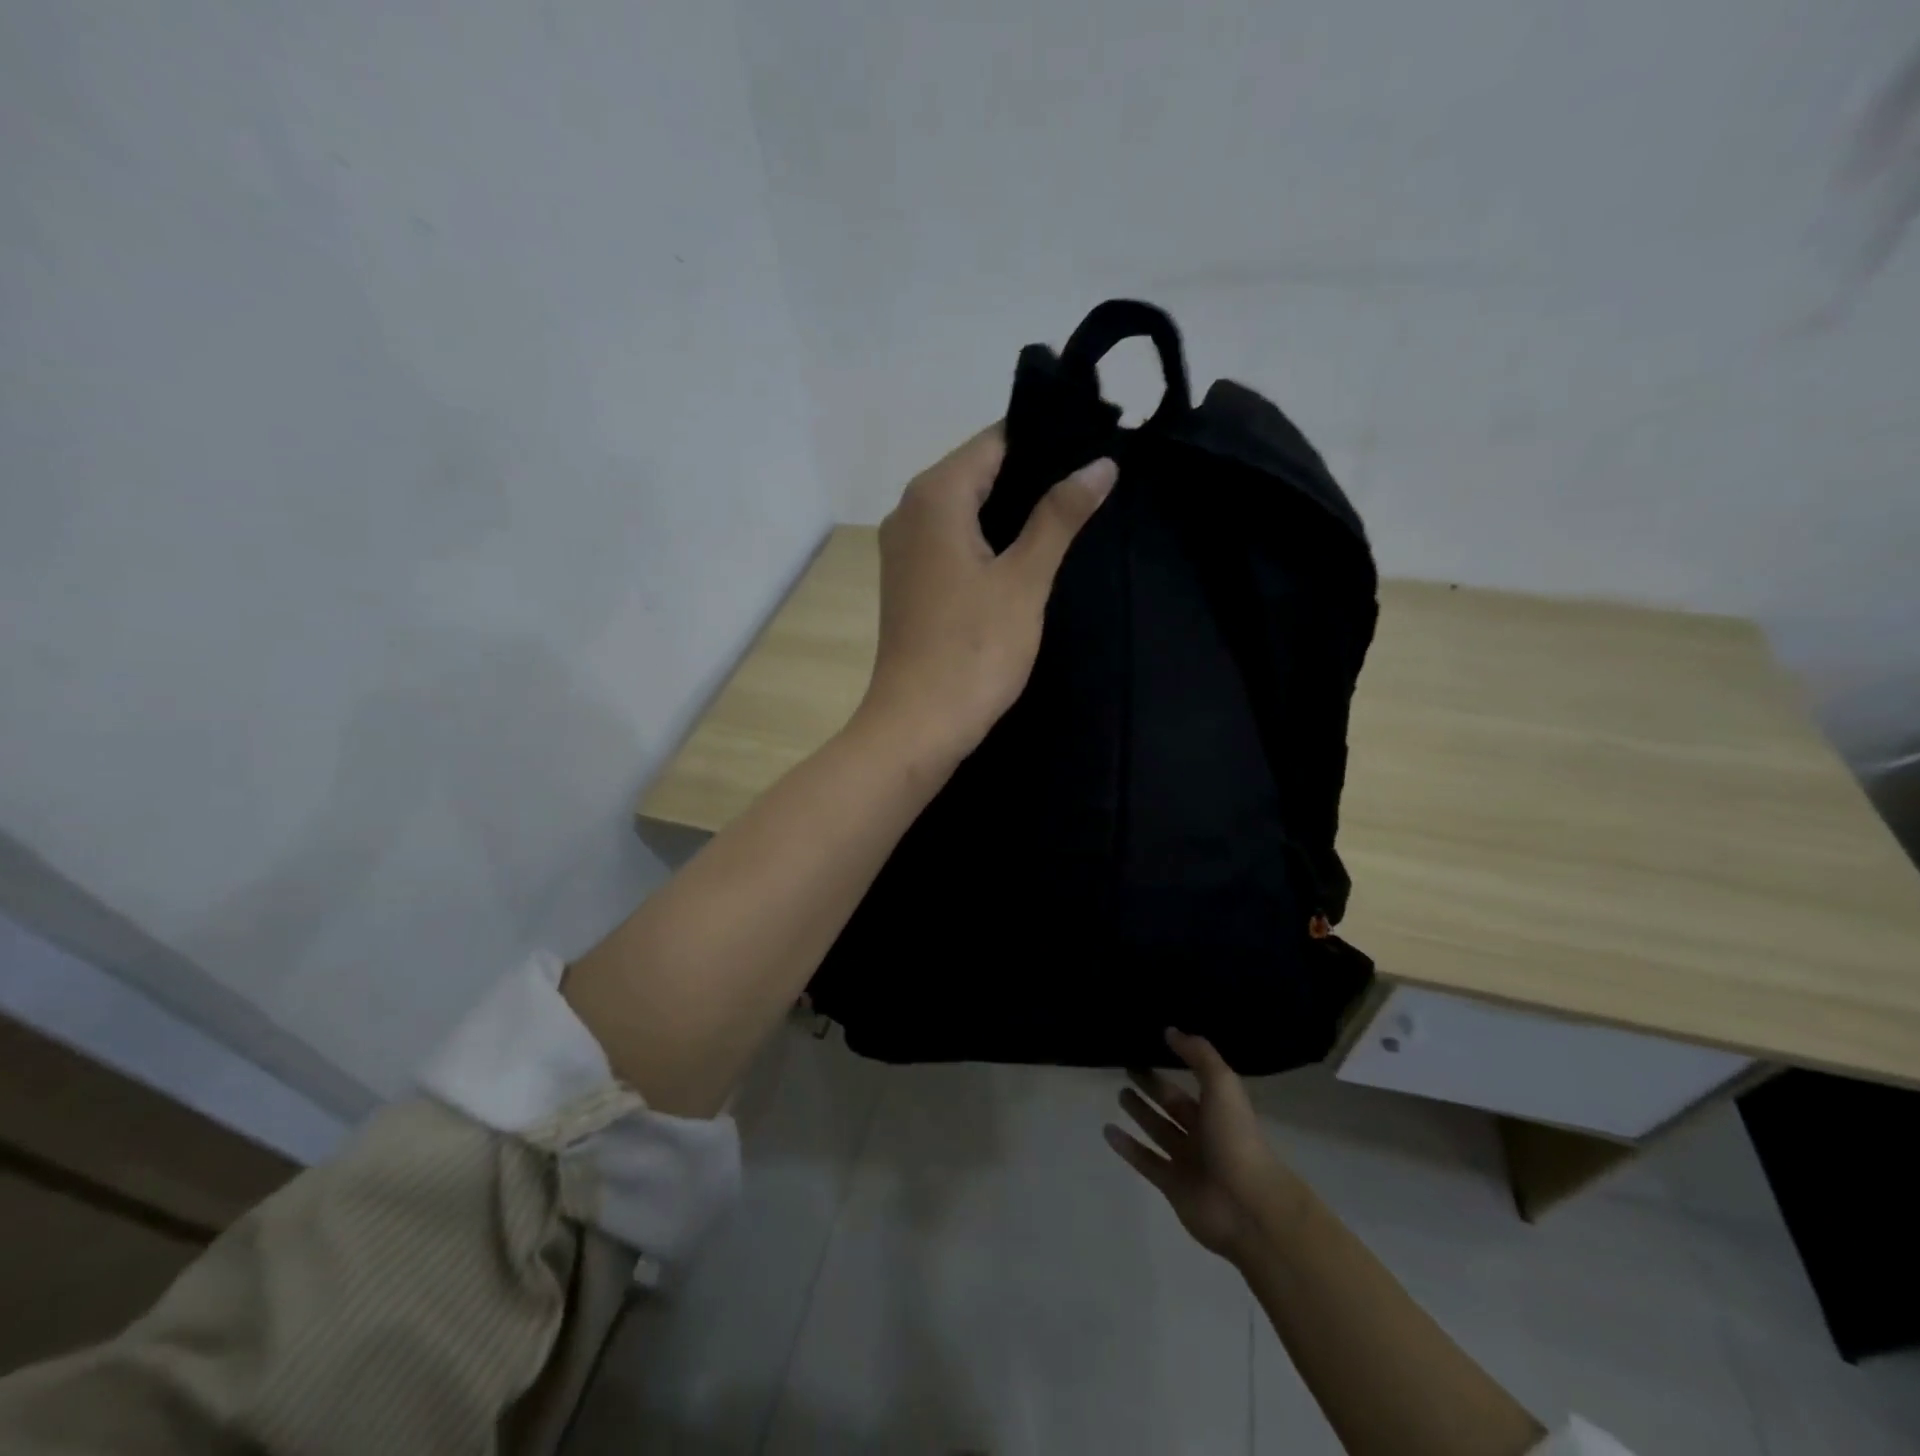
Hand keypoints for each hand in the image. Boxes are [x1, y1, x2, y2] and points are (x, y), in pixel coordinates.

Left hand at [857, 423, 1115, 765]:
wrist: (918, 724)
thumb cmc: (973, 651)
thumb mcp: (1024, 580)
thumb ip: (1059, 517)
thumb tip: (1100, 464)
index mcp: (934, 496)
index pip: (995, 441)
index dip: (1045, 441)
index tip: (1093, 448)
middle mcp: (910, 511)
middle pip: (978, 471)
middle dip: (1032, 475)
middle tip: (1093, 484)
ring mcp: (904, 548)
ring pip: (966, 508)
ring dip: (1012, 510)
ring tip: (1071, 515)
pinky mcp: (910, 581)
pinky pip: (953, 540)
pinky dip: (988, 539)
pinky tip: (1026, 555)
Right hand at [1105, 1028, 1293, 1260]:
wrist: (1247, 1206)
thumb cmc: (1236, 1139)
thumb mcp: (1222, 1085)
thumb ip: (1198, 1055)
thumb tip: (1171, 1030)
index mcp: (1218, 1109)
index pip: (1191, 1080)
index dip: (1174, 1063)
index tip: (1150, 1044)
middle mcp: (1203, 1133)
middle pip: (1171, 1104)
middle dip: (1152, 1086)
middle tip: (1127, 1066)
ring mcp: (1187, 1160)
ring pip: (1158, 1130)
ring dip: (1139, 1113)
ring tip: (1118, 1093)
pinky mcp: (1172, 1185)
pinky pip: (1145, 1160)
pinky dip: (1127, 1146)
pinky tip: (1107, 1130)